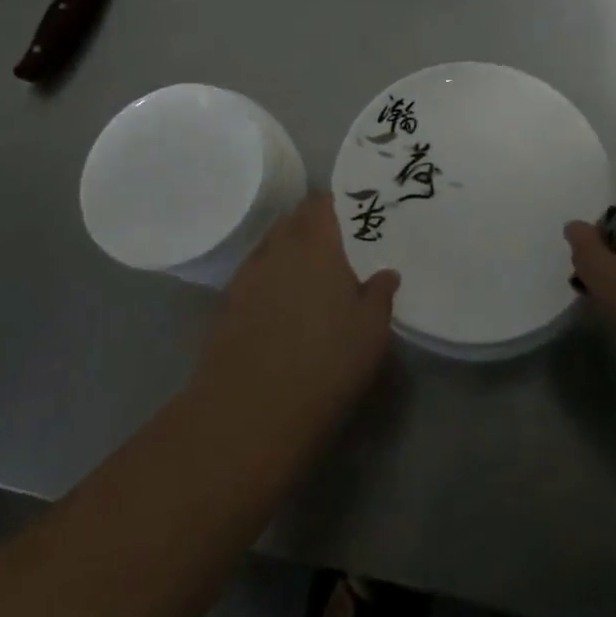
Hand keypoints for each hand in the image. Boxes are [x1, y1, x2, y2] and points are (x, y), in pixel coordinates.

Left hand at [192, 196, 399, 449]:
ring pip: (272, 246)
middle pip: (294, 220)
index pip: (321, 204)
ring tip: (309, 273)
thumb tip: (387, 273)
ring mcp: (249, 274)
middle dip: (312, 225)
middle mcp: (279, 247)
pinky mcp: (228, 303)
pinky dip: (270, 278)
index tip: (352, 215)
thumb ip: (380, 295)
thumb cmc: (324, 364)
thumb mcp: (370, 333)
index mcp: (316, 243)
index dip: (335, 205)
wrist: (249, 412)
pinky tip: (281, 303)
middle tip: (335, 243)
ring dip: (289, 251)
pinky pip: (255, 275)